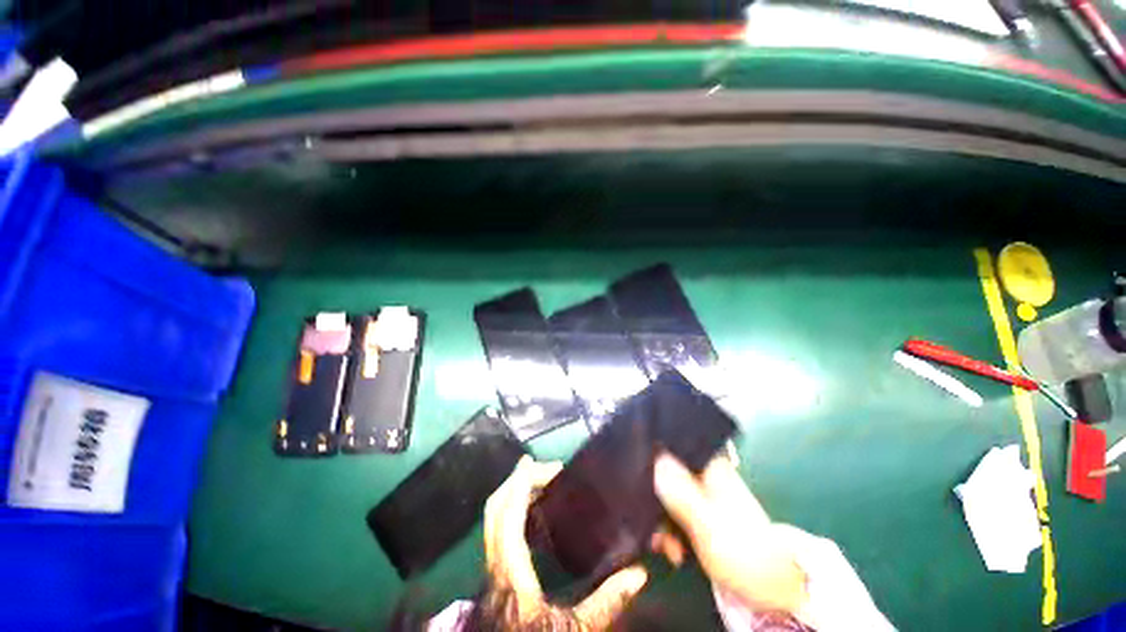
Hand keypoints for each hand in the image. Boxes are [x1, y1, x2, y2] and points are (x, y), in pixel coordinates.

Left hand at [483, 456, 649, 628]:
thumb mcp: (574, 629)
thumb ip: (605, 603)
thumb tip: (639, 574)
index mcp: (510, 568)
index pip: (508, 511)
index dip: (523, 481)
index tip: (549, 467)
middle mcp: (495, 559)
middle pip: (496, 506)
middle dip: (518, 479)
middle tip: (547, 468)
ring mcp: (492, 563)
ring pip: (494, 514)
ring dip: (514, 490)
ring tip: (541, 480)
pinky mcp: (496, 568)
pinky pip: (498, 525)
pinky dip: (513, 506)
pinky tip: (534, 510)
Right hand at [653, 453, 807, 614]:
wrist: (772, 588)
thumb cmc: (742, 552)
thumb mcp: (707, 524)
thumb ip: (681, 492)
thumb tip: (656, 458)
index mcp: (709, 466)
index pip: (672, 445)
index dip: (650, 457)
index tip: (636, 476)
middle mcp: (704, 474)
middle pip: (665, 472)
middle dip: (654, 501)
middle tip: (653, 529)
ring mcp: (703, 494)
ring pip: (668, 494)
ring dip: (661, 521)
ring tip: (666, 548)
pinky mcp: (702, 513)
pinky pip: (675, 512)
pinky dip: (670, 530)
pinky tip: (673, 551)